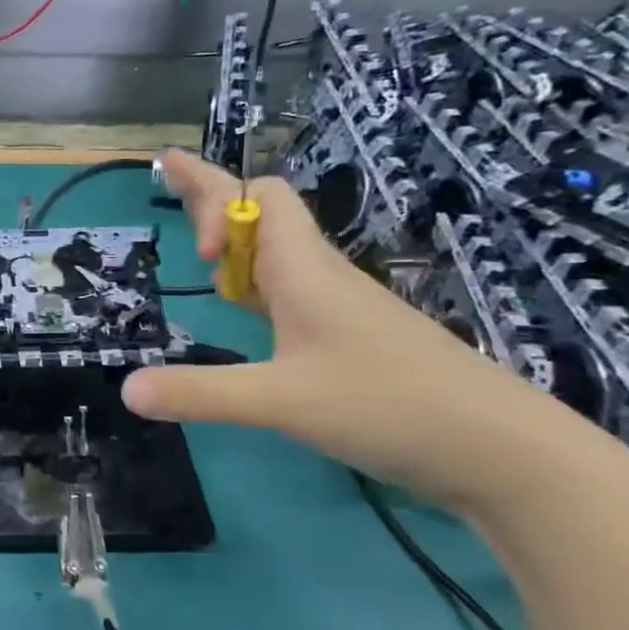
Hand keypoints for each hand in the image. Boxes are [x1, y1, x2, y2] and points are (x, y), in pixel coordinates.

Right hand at [122, 150, 593, 514]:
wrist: (501, 450)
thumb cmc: (389, 406)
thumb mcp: (281, 402)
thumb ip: (201, 393)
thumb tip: (126, 389)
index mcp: (304, 270)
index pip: (257, 197)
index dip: (213, 198)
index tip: (193, 251)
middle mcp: (319, 277)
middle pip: (262, 213)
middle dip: (212, 195)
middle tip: (169, 179)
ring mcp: (338, 309)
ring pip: (276, 252)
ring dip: (234, 240)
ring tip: (197, 247)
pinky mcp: (350, 340)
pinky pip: (290, 290)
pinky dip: (255, 285)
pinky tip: (246, 309)